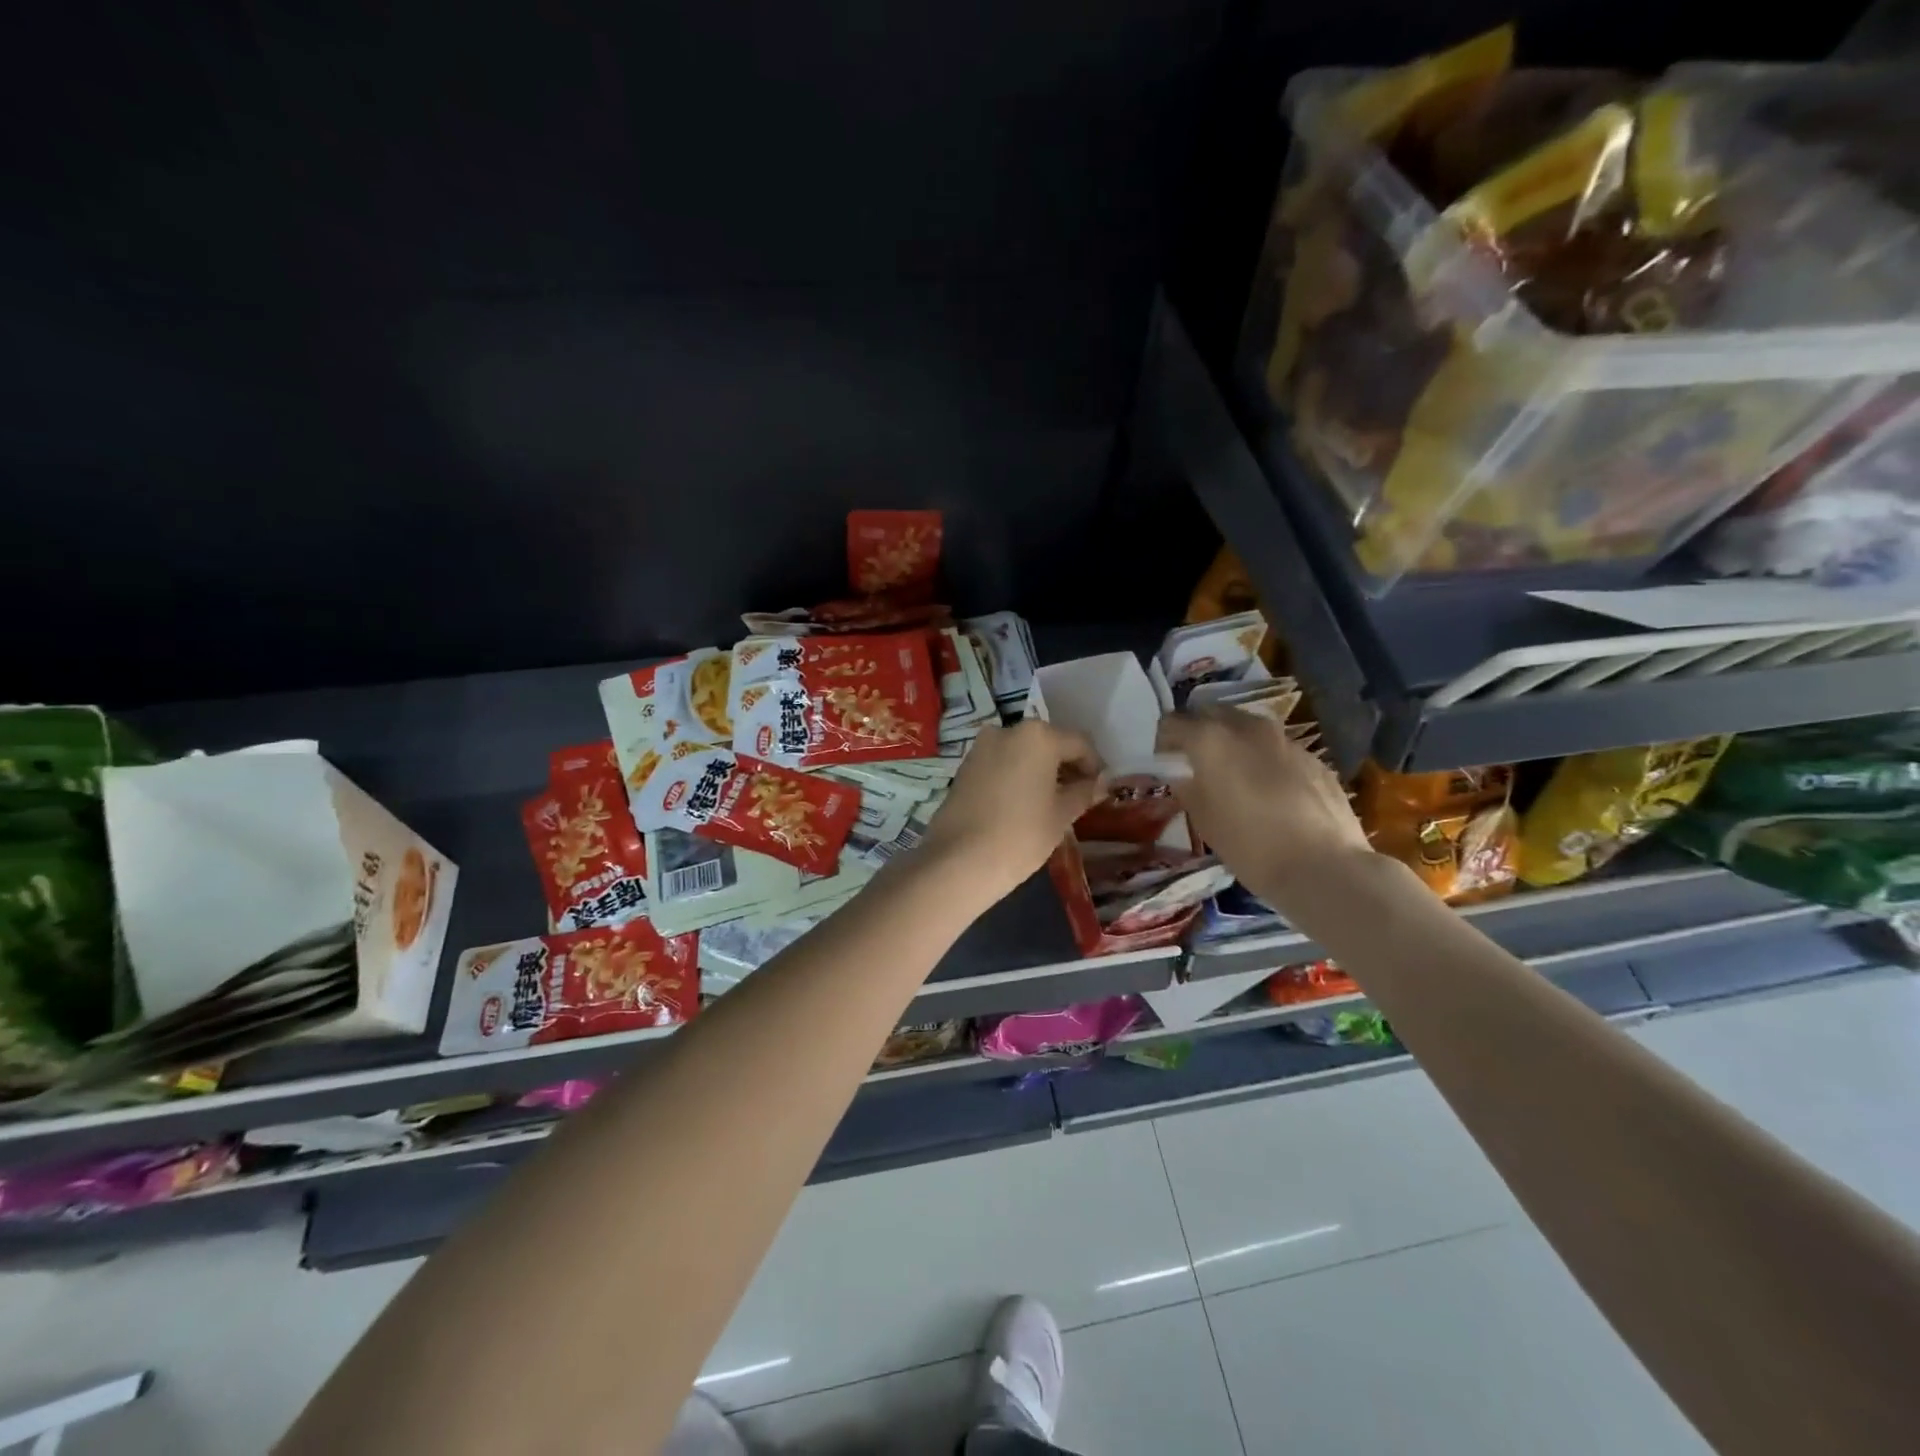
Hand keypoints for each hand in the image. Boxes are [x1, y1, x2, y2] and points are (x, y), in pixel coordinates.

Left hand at [917, 720, 1106, 907]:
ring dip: (1040, 770)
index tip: (1099, 789)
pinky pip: (1001, 763)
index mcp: (1038, 736)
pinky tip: (1022, 803)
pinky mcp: (964, 766)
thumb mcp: (1060, 815)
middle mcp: (1008, 730)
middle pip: (1048, 743)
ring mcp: (982, 747)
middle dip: (1065, 766)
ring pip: (1022, 752)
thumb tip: (1101, 783)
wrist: (958, 861)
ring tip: (1050, 802)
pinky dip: (1016, 775)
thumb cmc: (1020, 835)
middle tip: (1077, 796)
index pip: (1079, 744)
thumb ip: (1083, 792)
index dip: (1094, 766)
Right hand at [1157, 708, 1374, 912]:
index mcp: (1211, 739)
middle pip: (1211, 713)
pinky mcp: (1312, 757)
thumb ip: (1187, 787)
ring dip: (1234, 743)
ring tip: (1235, 777)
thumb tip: (1183, 774)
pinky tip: (1271, 794)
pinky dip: (1264, 760)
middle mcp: (1247, 727)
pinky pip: (1276, 749)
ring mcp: (1284, 739)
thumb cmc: (1250, 845)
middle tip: (1197, 764)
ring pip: (1247, 728)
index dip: (1164, 742)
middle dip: (1199, 732)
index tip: (1166, 764)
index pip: (1172, 722)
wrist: (1324, 866)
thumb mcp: (1203, 820)